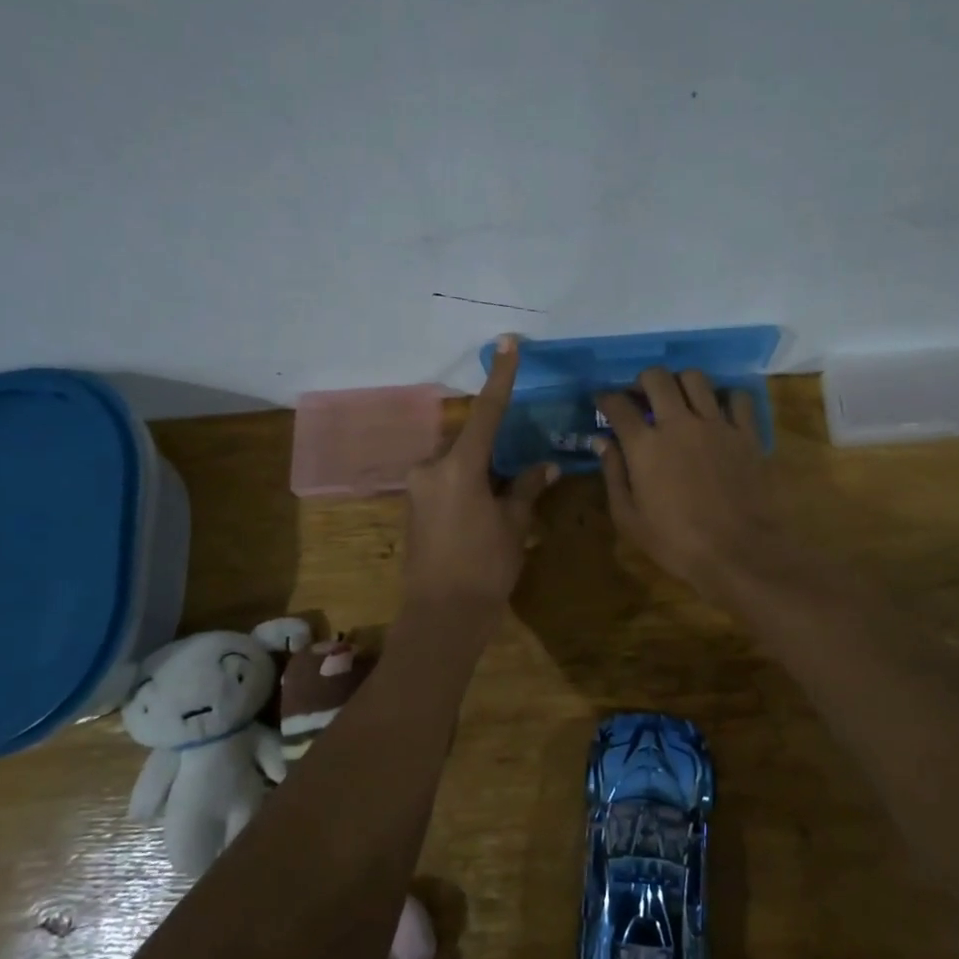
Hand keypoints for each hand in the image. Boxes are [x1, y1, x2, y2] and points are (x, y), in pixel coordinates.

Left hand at [401, 335, 557, 608]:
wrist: (442, 615)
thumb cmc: (485, 567)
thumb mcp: (513, 524)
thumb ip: (527, 487)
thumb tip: (545, 465)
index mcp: (458, 466)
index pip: (486, 411)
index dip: (500, 376)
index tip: (506, 343)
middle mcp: (431, 467)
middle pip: (468, 439)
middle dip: (493, 445)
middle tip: (517, 464)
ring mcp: (417, 487)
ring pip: (455, 461)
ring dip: (479, 467)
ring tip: (503, 493)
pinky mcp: (413, 506)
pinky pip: (444, 480)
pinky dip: (466, 482)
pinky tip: (483, 506)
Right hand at [595, 368, 789, 595]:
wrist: (740, 553)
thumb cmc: (676, 543)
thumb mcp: (629, 518)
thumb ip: (613, 474)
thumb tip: (602, 442)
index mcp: (645, 445)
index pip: (617, 405)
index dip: (605, 399)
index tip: (603, 403)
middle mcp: (679, 424)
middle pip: (657, 377)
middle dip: (642, 381)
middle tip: (641, 397)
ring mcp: (716, 425)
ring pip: (696, 378)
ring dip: (681, 383)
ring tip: (679, 401)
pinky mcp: (746, 434)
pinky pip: (737, 398)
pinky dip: (725, 399)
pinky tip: (718, 413)